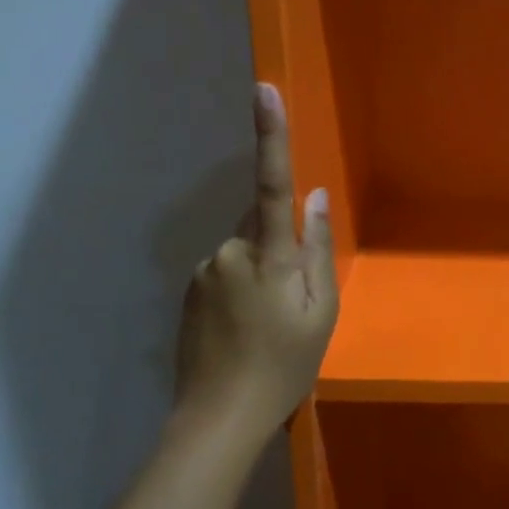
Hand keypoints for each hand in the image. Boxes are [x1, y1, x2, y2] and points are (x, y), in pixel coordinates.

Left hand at [174, 83, 337, 427]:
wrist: (218, 419)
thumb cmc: (284, 367)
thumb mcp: (320, 313)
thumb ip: (318, 251)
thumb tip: (314, 198)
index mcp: (269, 257)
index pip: (273, 185)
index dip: (271, 136)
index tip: (263, 89)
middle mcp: (228, 252)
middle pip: (261, 224)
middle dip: (281, 244)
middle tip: (294, 300)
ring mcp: (203, 272)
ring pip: (244, 251)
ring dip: (261, 270)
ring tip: (269, 324)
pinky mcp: (189, 291)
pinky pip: (225, 271)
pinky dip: (242, 287)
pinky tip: (247, 329)